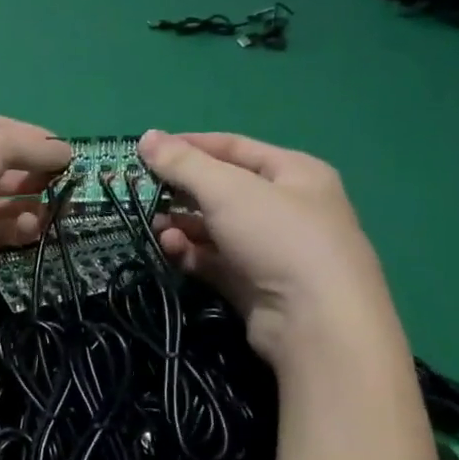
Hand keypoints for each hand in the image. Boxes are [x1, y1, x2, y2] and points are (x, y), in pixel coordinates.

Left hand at [0, 117, 71, 301]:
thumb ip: (30, 146)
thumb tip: (65, 153)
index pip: (5, 132)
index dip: (39, 142)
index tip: (72, 156)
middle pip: (7, 170)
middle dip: (39, 176)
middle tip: (70, 189)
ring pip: (5, 204)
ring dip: (33, 205)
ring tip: (57, 211)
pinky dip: (18, 231)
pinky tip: (33, 230)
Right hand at [137, 130, 393, 366]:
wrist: (315, 321)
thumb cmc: (278, 237)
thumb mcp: (228, 190)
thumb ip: (184, 164)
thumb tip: (146, 137)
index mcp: (295, 173)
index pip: (234, 148)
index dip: (190, 145)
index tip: (149, 150)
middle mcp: (286, 207)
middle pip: (223, 189)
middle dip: (182, 190)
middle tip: (143, 191)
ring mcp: (271, 249)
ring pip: (216, 228)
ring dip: (182, 224)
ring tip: (153, 225)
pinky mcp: (254, 284)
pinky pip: (215, 260)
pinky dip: (191, 253)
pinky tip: (169, 250)